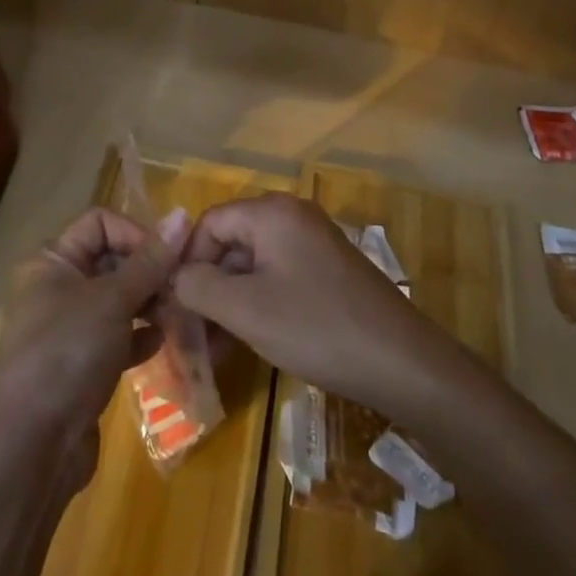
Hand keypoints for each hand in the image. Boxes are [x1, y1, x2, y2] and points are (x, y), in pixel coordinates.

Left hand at [0, 206, 189, 486]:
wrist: (31, 447)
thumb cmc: (67, 353)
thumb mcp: (112, 300)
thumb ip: (150, 260)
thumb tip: (182, 214)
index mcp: (52, 260)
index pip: (100, 223)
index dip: (136, 233)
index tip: (169, 259)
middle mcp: (56, 287)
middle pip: (111, 260)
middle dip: (149, 271)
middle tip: (183, 288)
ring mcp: (67, 328)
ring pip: (117, 301)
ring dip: (149, 304)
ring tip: (179, 315)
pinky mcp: (80, 365)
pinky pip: (117, 337)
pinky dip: (139, 336)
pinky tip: (162, 344)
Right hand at [172, 193, 444, 416]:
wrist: (402, 362)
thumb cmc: (316, 327)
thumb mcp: (245, 309)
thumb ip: (198, 286)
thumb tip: (173, 277)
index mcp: (271, 213)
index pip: (209, 223)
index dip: (185, 262)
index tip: (174, 305)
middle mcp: (291, 216)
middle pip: (230, 242)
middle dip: (206, 286)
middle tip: (190, 332)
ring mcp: (312, 243)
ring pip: (252, 265)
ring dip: (229, 301)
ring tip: (214, 348)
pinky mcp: (326, 270)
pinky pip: (277, 278)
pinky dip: (256, 305)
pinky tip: (247, 342)